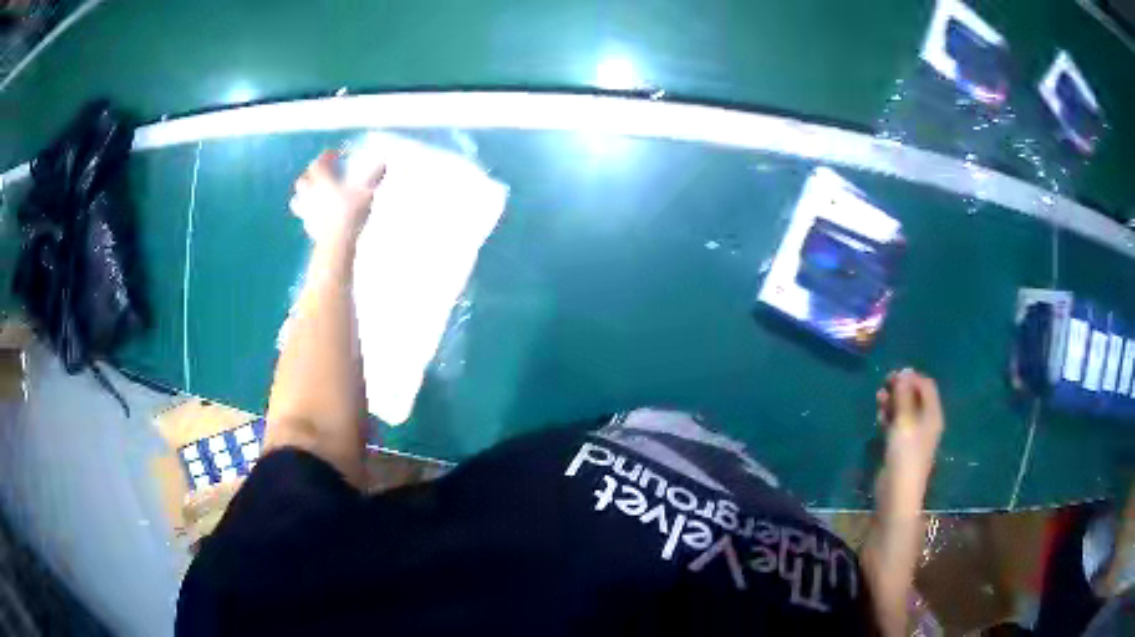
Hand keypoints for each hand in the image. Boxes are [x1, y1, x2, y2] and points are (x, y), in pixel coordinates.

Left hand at [290, 150, 385, 244]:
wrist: (336, 241)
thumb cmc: (349, 212)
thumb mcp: (366, 191)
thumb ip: (374, 176)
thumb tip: (384, 163)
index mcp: (322, 181)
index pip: (317, 163)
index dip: (325, 157)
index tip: (334, 156)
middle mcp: (310, 194)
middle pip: (303, 181)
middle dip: (310, 176)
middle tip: (320, 176)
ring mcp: (307, 212)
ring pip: (297, 200)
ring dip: (303, 196)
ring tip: (313, 196)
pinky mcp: (309, 228)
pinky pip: (305, 218)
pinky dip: (309, 214)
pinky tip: (319, 217)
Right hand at [875, 369, 944, 503]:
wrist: (897, 493)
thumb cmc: (905, 455)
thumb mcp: (904, 421)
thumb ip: (904, 396)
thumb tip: (905, 371)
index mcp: (933, 414)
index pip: (926, 386)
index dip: (911, 377)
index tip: (893, 375)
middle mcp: (926, 422)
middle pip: (915, 397)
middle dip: (900, 388)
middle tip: (883, 385)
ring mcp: (914, 436)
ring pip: (904, 410)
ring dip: (892, 402)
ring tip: (878, 399)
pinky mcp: (901, 447)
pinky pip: (896, 425)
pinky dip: (889, 417)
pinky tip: (879, 417)